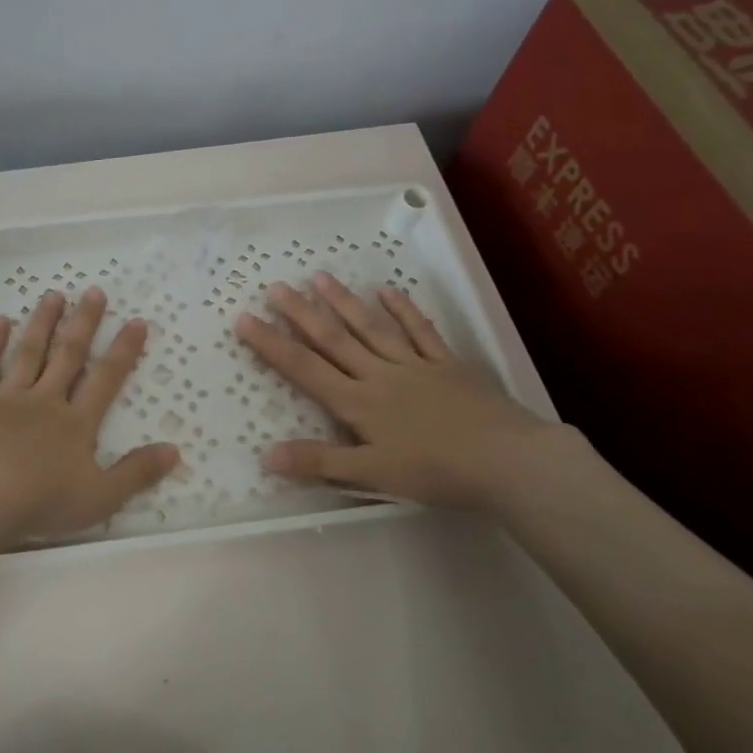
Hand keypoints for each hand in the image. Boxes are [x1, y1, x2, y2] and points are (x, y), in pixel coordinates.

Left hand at [0, 288, 179, 541]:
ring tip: (54, 295)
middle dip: (84, 323)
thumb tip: (176, 450)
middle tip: (94, 290)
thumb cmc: (41, 502)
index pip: (106, 380)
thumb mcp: (100, 498)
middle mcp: (45, 400)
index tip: (136, 321)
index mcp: (76, 423)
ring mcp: (7, 398)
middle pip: (68, 355)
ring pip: (28, 353)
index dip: (123, 350)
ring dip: (42, 322)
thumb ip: (137, 473)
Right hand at [233, 273, 560, 508]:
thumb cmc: (434, 472)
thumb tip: (265, 455)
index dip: (271, 344)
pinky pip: (420, 331)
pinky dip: (403, 309)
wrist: (506, 460)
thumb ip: (319, 462)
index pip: (304, 368)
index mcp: (357, 402)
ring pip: (371, 327)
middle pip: (333, 339)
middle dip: (300, 313)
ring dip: (343, 302)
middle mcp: (379, 374)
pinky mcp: (447, 364)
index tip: (245, 318)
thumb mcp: (370, 474)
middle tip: (275, 286)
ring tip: (319, 277)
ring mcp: (415, 365)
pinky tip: (387, 291)